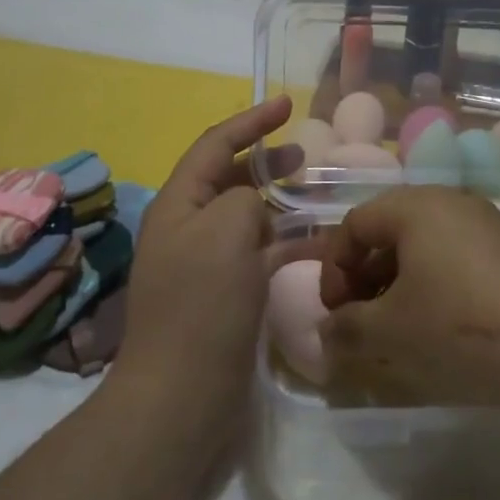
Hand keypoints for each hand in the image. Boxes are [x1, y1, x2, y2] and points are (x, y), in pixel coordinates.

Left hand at [112, 96, 298, 438]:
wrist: (182, 396)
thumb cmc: (201, 304)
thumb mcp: (225, 230)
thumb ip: (243, 199)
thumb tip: (254, 210)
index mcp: (179, 204)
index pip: (215, 144)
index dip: (251, 121)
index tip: (287, 104)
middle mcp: (189, 227)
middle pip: (229, 178)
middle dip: (266, 161)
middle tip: (307, 155)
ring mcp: (206, 263)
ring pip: (249, 217)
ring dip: (281, 203)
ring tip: (318, 196)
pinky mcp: (226, 295)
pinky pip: (260, 255)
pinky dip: (288, 245)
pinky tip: (321, 247)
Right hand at [316, 187, 499, 410]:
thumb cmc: (457, 324)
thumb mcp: (390, 330)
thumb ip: (347, 328)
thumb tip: (325, 334)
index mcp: (415, 205)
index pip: (355, 223)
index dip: (334, 267)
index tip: (333, 311)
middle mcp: (452, 201)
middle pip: (391, 229)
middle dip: (366, 274)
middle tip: (361, 317)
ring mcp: (488, 223)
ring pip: (426, 243)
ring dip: (401, 280)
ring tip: (399, 325)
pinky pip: (458, 255)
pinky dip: (437, 282)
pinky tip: (443, 324)